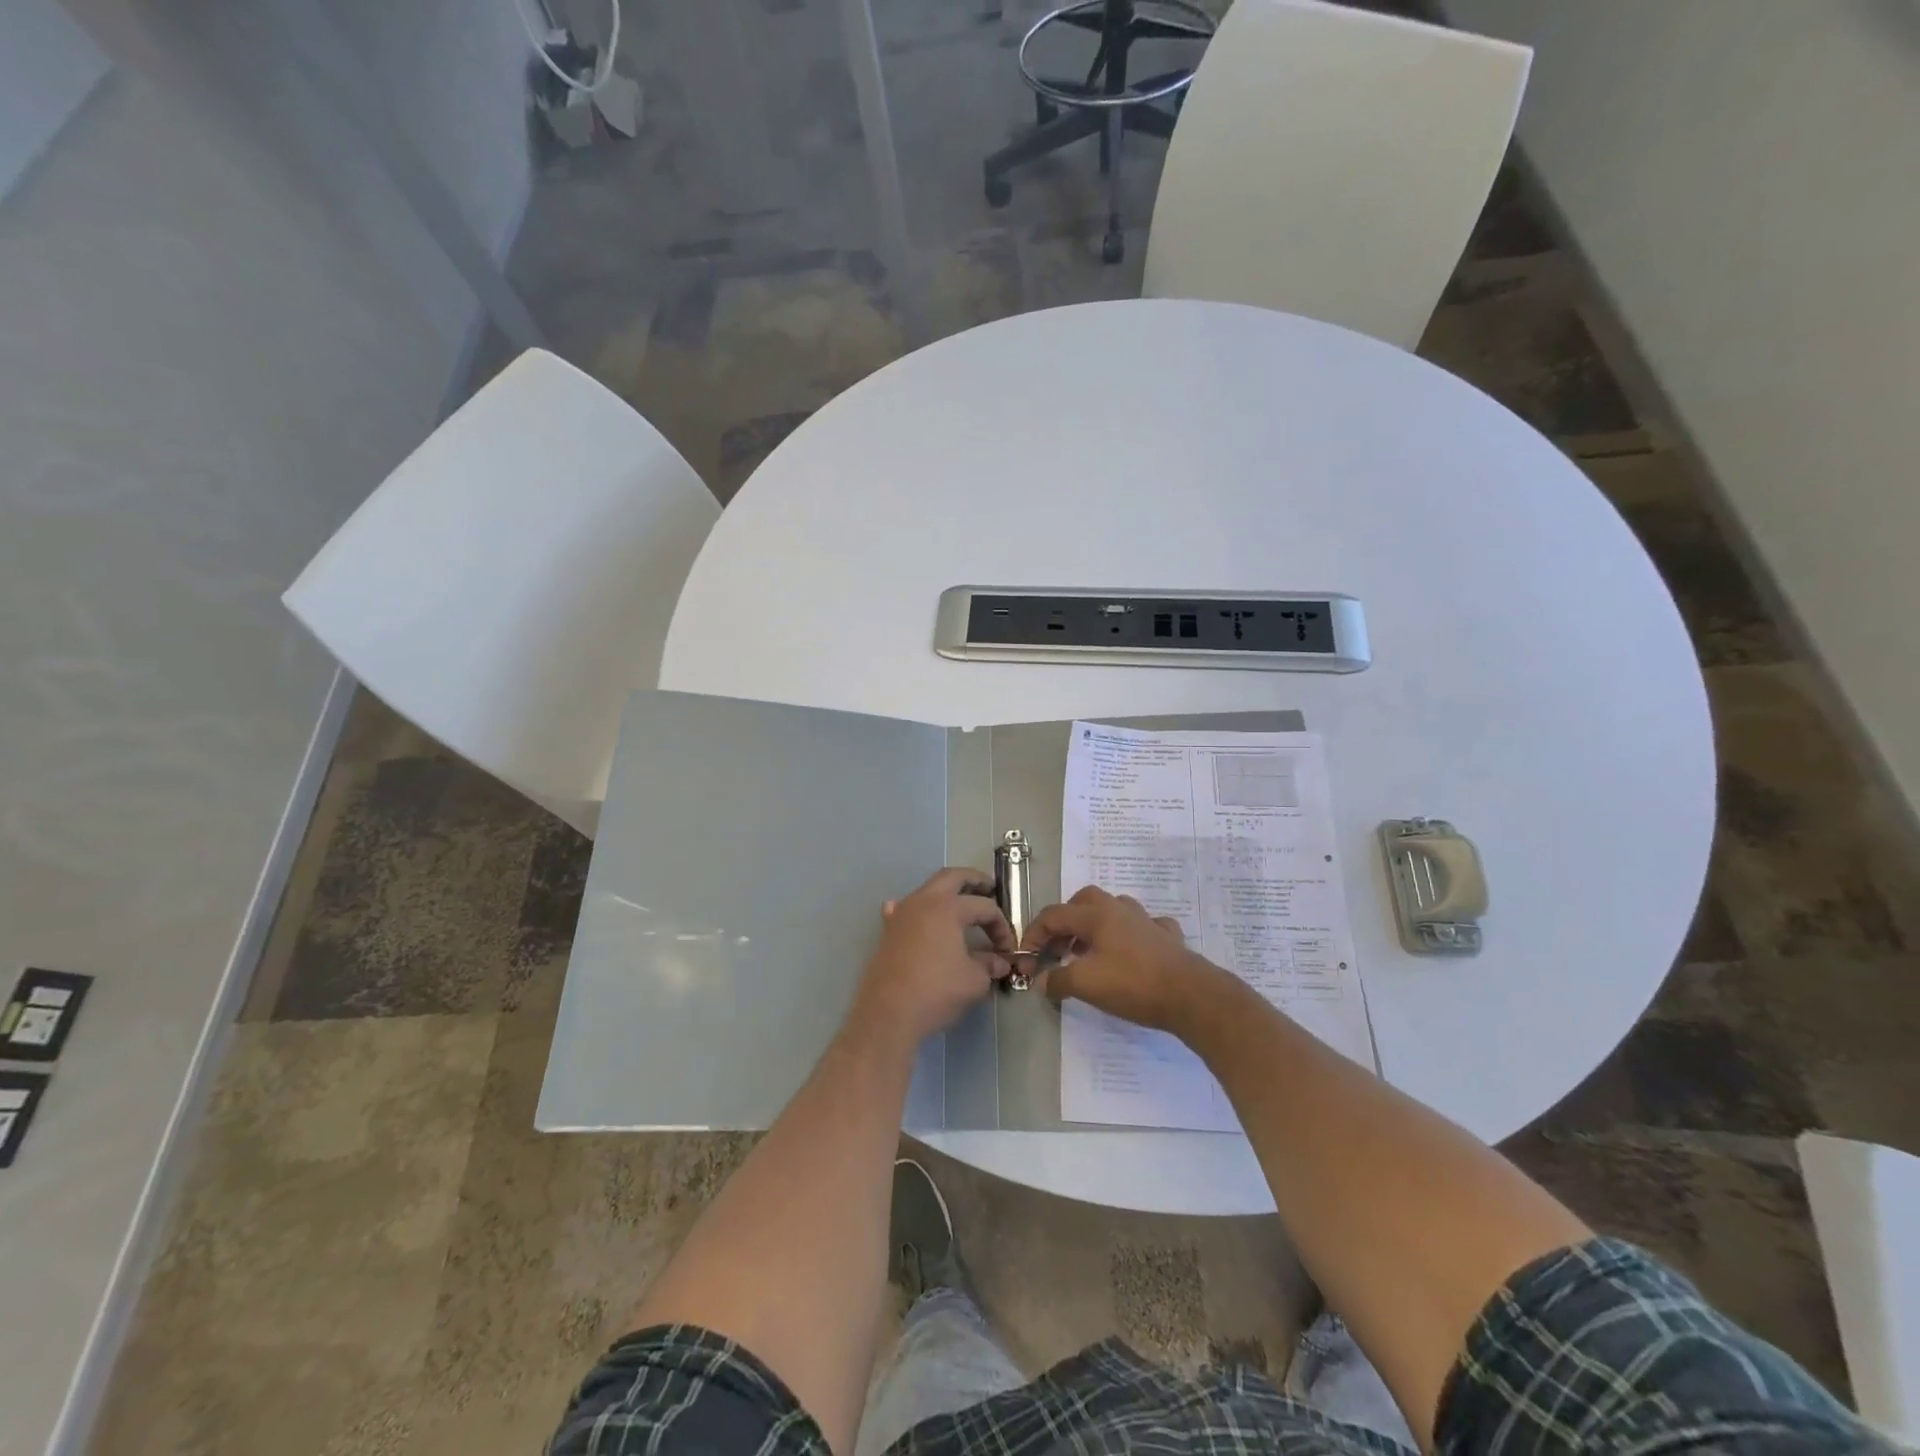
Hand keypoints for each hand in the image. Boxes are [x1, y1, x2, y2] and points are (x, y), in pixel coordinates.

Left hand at [849, 867, 1014, 1048]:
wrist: (888, 1014)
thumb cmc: (936, 991)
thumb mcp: (973, 980)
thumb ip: (989, 965)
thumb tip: (1000, 962)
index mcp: (948, 907)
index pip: (984, 907)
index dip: (1001, 926)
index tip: (1007, 949)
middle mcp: (923, 901)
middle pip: (952, 877)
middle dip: (974, 880)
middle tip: (990, 887)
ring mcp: (901, 913)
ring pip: (928, 889)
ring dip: (948, 892)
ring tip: (963, 904)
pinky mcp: (888, 931)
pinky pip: (905, 908)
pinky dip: (919, 908)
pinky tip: (921, 917)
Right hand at [1023, 885, 1228, 1035]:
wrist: (1191, 995)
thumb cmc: (1133, 984)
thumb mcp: (1086, 984)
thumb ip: (1058, 980)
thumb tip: (1042, 982)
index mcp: (1096, 915)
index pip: (1054, 915)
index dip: (1034, 935)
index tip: (1027, 959)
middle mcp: (1120, 910)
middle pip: (1083, 901)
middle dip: (1065, 921)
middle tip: (1057, 948)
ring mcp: (1147, 922)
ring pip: (1114, 909)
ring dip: (1096, 925)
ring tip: (1089, 951)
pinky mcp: (1168, 939)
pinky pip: (1145, 927)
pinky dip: (1132, 935)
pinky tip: (1132, 951)